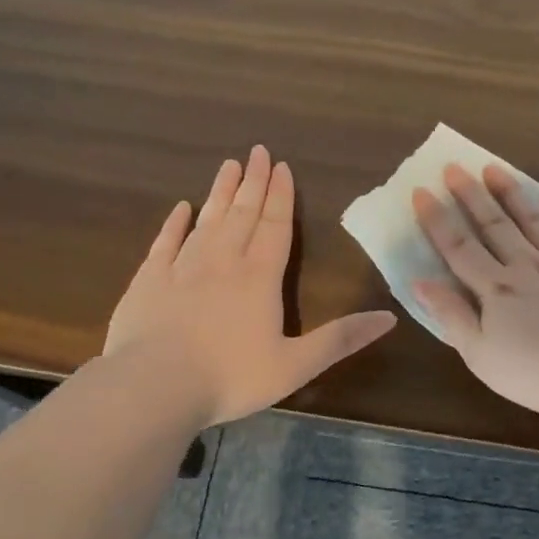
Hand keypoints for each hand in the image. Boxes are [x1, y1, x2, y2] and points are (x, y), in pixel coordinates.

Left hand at [104, 146, 396, 425]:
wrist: (154, 386)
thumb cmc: (230, 377)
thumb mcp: (296, 365)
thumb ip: (341, 339)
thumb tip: (389, 318)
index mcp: (260, 277)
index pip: (275, 226)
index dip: (281, 196)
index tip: (282, 167)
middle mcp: (223, 261)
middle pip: (242, 213)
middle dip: (254, 182)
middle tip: (258, 151)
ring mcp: (182, 267)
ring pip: (207, 220)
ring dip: (220, 193)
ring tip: (229, 166)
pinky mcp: (149, 280)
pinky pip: (165, 242)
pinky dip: (174, 223)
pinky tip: (181, 208)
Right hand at [412, 164, 538, 416]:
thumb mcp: (482, 357)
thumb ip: (452, 317)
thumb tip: (420, 282)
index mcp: (497, 290)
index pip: (459, 248)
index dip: (437, 220)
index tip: (421, 192)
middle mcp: (528, 266)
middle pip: (494, 225)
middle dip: (471, 195)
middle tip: (454, 168)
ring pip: (534, 218)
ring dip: (512, 192)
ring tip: (494, 168)